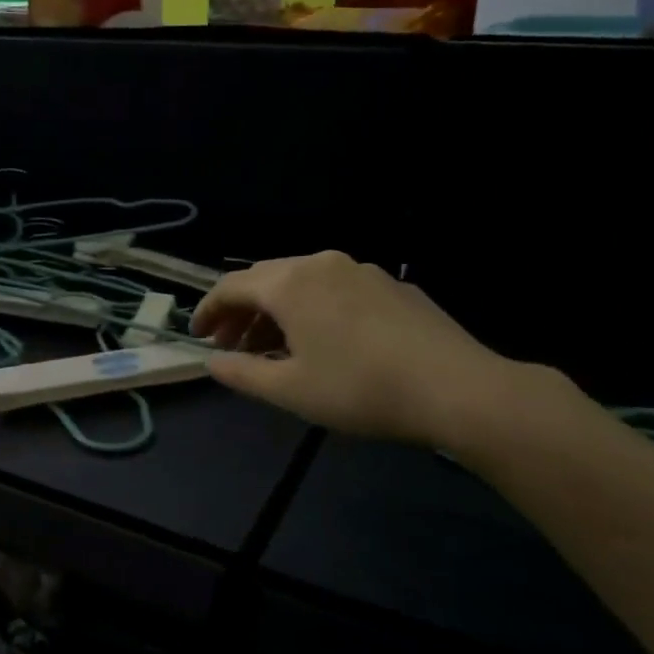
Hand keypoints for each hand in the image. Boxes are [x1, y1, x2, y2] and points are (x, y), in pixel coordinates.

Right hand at [191, 251, 523, 448]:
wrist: (455, 387)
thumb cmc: (359, 389)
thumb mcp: (289, 390)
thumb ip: (241, 373)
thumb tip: (211, 362)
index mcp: (290, 284)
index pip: (231, 286)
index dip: (208, 310)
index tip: (197, 336)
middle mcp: (321, 263)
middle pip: (265, 278)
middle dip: (241, 311)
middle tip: (231, 345)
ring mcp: (360, 269)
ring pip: (301, 281)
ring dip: (276, 310)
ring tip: (273, 347)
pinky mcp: (390, 284)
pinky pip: (334, 288)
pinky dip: (312, 308)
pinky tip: (323, 340)